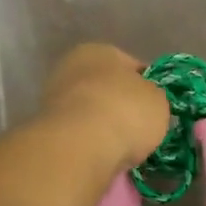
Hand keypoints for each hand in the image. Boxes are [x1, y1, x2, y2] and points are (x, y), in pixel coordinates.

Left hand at [38, 44, 170, 174]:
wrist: (79, 147)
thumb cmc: (125, 112)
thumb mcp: (158, 100)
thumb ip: (153, 97)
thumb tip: (146, 104)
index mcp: (100, 50)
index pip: (132, 66)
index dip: (148, 87)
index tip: (158, 108)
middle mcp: (72, 67)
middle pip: (108, 89)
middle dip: (123, 107)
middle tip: (141, 130)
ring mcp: (54, 98)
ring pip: (92, 112)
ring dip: (106, 127)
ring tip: (124, 148)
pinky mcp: (47, 129)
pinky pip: (80, 134)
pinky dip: (92, 143)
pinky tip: (104, 155)